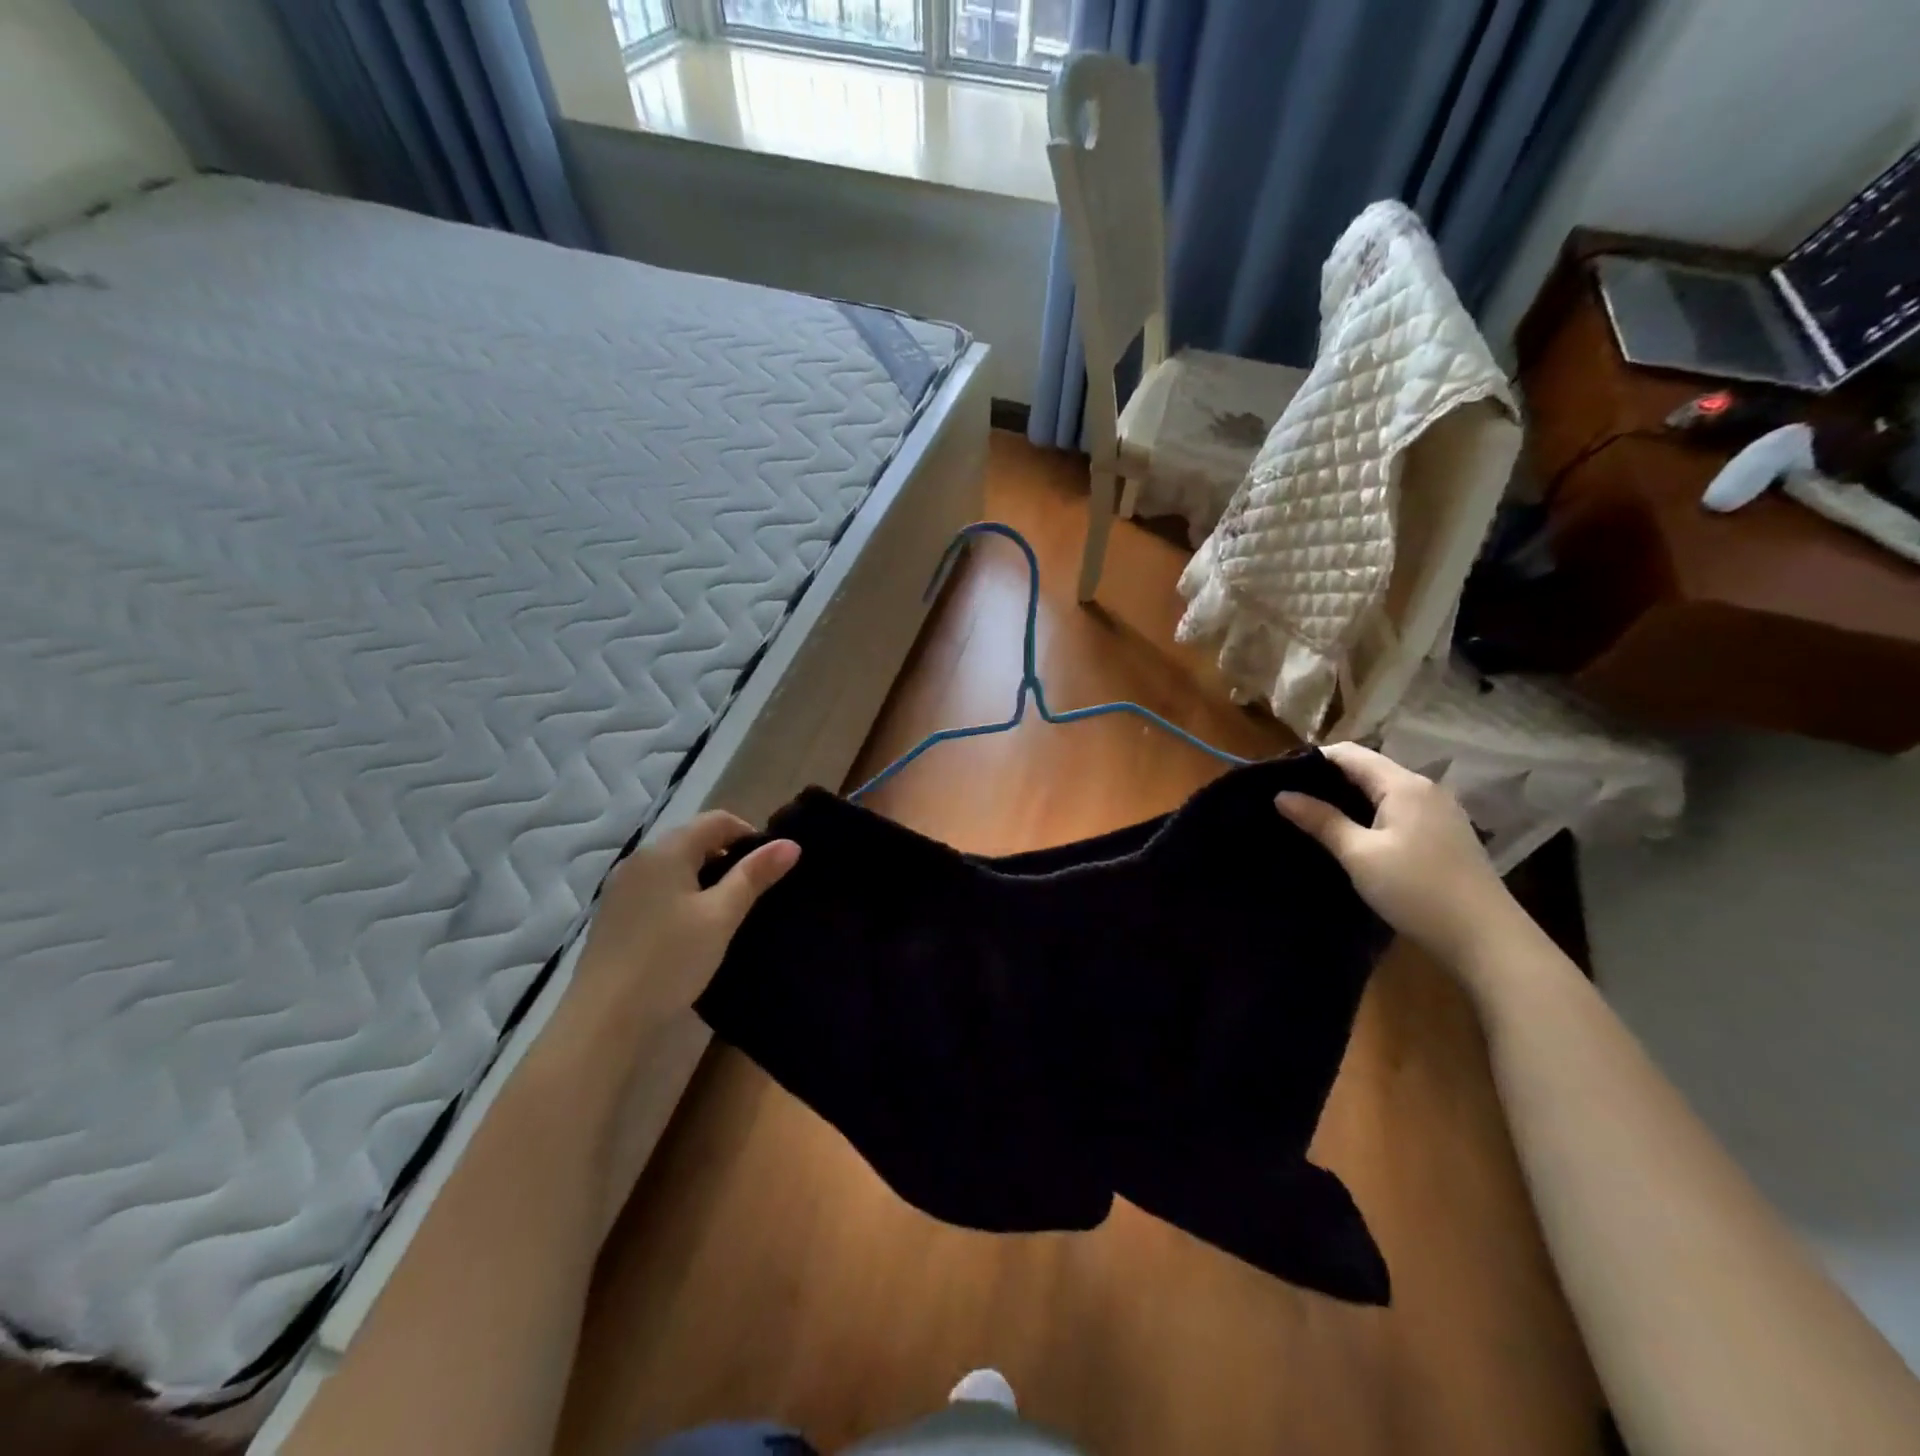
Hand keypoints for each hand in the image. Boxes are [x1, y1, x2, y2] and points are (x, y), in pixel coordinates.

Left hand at [572, 811, 798, 1028]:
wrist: (604, 1021)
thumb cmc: (670, 960)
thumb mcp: (721, 916)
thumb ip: (754, 876)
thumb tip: (790, 844)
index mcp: (666, 850)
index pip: (717, 820)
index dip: (749, 834)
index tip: (771, 867)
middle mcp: (639, 859)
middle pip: (693, 839)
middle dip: (728, 856)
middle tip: (754, 891)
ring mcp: (621, 888)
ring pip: (675, 866)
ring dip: (705, 878)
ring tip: (728, 911)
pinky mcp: (614, 916)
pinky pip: (657, 888)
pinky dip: (682, 895)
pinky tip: (692, 928)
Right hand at [1276, 742, 1524, 969]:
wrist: (1486, 940)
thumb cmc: (1416, 890)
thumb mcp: (1360, 855)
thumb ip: (1321, 821)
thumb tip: (1281, 796)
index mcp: (1403, 785)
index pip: (1349, 754)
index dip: (1312, 759)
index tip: (1278, 777)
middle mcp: (1425, 789)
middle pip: (1367, 770)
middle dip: (1327, 780)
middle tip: (1289, 800)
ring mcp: (1440, 812)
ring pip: (1383, 792)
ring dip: (1348, 799)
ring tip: (1312, 818)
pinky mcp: (1445, 835)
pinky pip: (1398, 811)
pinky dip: (1370, 815)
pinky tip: (1352, 836)